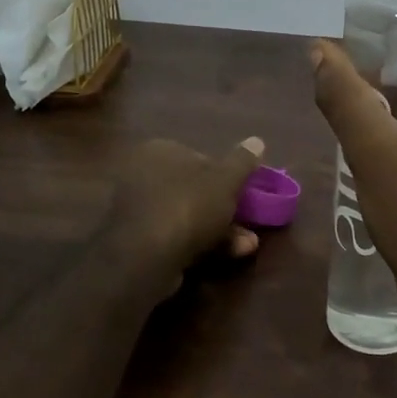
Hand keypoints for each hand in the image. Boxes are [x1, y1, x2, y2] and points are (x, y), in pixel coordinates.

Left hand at [106, 135, 265, 291]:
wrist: (148, 256)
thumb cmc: (189, 205)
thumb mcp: (226, 179)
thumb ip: (243, 161)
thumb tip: (257, 141)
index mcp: (160, 151)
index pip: (199, 157)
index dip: (225, 175)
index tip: (244, 192)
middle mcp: (144, 176)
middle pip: (195, 189)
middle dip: (226, 208)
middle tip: (250, 222)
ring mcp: (139, 211)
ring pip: (189, 216)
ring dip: (222, 230)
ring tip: (248, 244)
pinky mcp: (140, 242)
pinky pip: (178, 237)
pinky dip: (202, 244)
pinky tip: (228, 255)